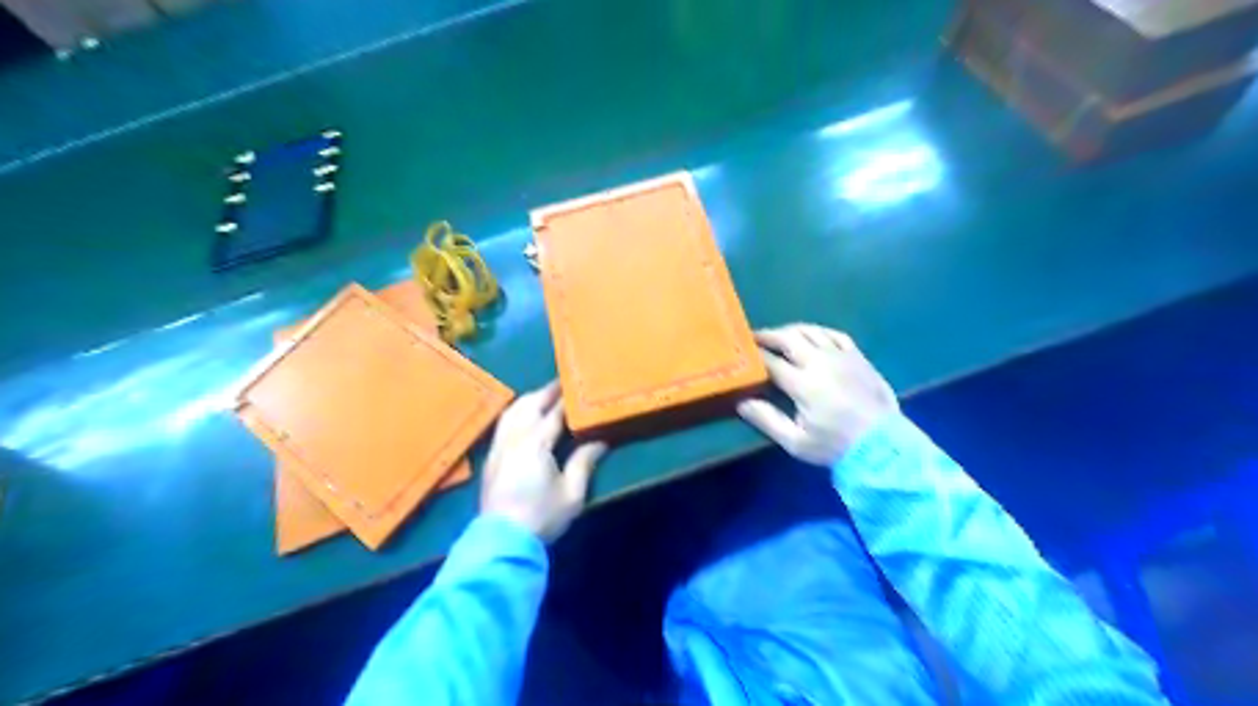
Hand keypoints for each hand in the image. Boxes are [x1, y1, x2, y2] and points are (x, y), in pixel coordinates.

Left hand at [481, 380, 607, 538]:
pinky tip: (523, 416)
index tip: (579, 386)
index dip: (567, 398)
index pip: (554, 412)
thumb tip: (600, 441)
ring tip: (545, 395)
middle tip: (564, 384)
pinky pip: (503, 424)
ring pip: (512, 412)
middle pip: (530, 405)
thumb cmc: (542, 516)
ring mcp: (499, 447)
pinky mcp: (491, 458)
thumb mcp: (572, 493)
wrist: (502, 541)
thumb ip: (584, 462)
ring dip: (529, 399)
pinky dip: (516, 412)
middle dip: (547, 392)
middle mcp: (514, 438)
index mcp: (536, 443)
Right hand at [735, 327, 898, 468]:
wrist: (884, 446)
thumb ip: (767, 420)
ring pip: (812, 331)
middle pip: (789, 338)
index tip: (740, 353)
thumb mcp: (796, 441)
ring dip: (791, 331)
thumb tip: (741, 401)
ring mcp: (842, 356)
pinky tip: (812, 337)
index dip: (753, 355)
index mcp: (803, 383)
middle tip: (754, 337)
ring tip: (779, 336)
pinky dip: (819, 332)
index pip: (770, 361)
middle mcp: (821, 362)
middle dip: (769, 335)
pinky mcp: (858, 357)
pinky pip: (835, 335)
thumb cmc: (835, 446)